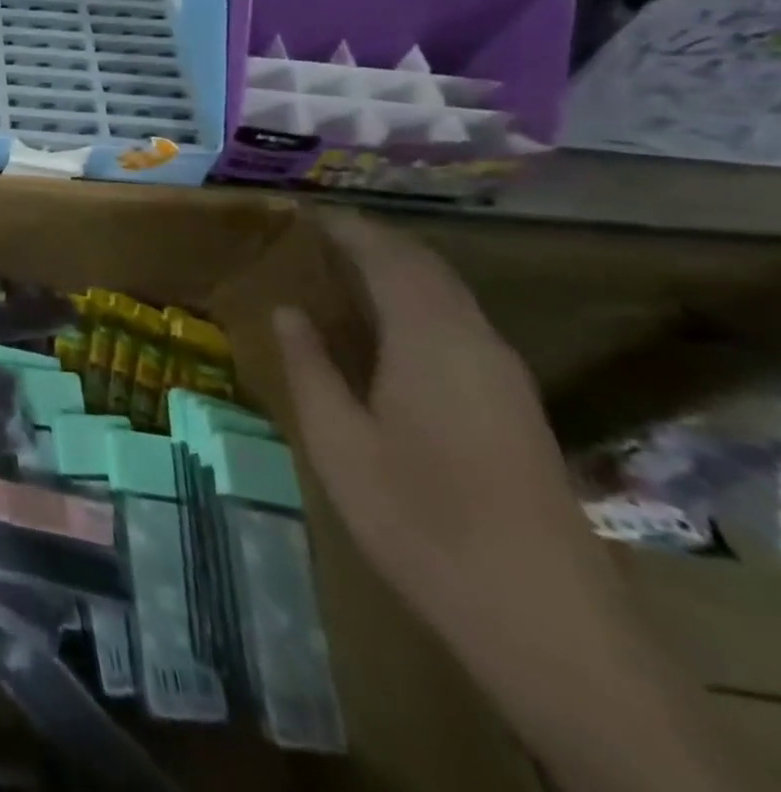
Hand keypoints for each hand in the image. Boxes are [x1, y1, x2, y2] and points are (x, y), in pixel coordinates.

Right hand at [277, 213, 755, 791]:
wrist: (540, 616)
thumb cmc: (418, 516)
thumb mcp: (338, 439)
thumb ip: (309, 365)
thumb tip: (287, 310)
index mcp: (431, 340)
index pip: (389, 257)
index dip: (348, 228)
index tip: (304, 212)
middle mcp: (475, 342)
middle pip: (427, 268)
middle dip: (375, 241)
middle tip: (318, 233)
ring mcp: (503, 374)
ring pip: (448, 295)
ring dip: (399, 270)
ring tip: (343, 267)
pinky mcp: (513, 404)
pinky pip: (458, 323)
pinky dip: (418, 300)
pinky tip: (386, 324)